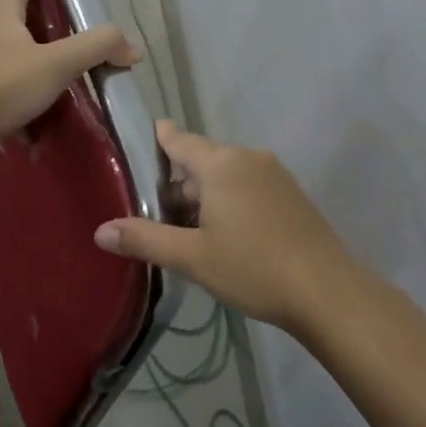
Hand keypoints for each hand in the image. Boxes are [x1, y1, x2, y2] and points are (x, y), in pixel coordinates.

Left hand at [0, 0, 139, 153]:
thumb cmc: (4, 85)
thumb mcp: (57, 63)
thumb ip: (96, 49)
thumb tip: (131, 48)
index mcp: (3, 18)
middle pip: (1, 6)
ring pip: (1, 42)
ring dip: (15, 34)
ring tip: (32, 35)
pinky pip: (3, 76)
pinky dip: (18, 74)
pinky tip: (34, 90)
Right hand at [95, 121, 358, 333]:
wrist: (325, 290)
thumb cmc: (253, 267)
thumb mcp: (192, 257)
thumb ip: (145, 239)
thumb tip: (100, 230)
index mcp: (222, 164)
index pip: (180, 140)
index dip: (160, 139)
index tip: (144, 136)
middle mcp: (249, 159)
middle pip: (202, 160)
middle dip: (179, 181)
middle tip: (154, 210)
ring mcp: (275, 176)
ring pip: (227, 176)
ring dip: (205, 194)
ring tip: (185, 227)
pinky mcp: (292, 196)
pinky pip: (249, 187)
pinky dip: (230, 201)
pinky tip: (224, 234)